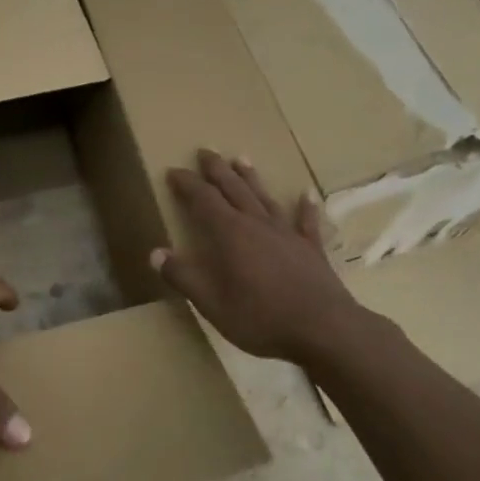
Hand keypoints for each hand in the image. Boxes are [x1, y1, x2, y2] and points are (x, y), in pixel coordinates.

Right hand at [153, 150, 365, 363]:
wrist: (324, 329)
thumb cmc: (261, 318)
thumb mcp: (212, 304)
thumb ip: (183, 277)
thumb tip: (155, 254)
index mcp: (230, 233)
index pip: (203, 199)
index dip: (187, 183)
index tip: (173, 170)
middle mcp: (257, 224)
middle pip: (233, 189)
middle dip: (216, 170)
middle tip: (205, 151)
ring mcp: (287, 234)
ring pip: (264, 197)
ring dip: (251, 178)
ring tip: (241, 158)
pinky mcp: (311, 248)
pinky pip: (306, 221)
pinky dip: (305, 207)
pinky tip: (306, 194)